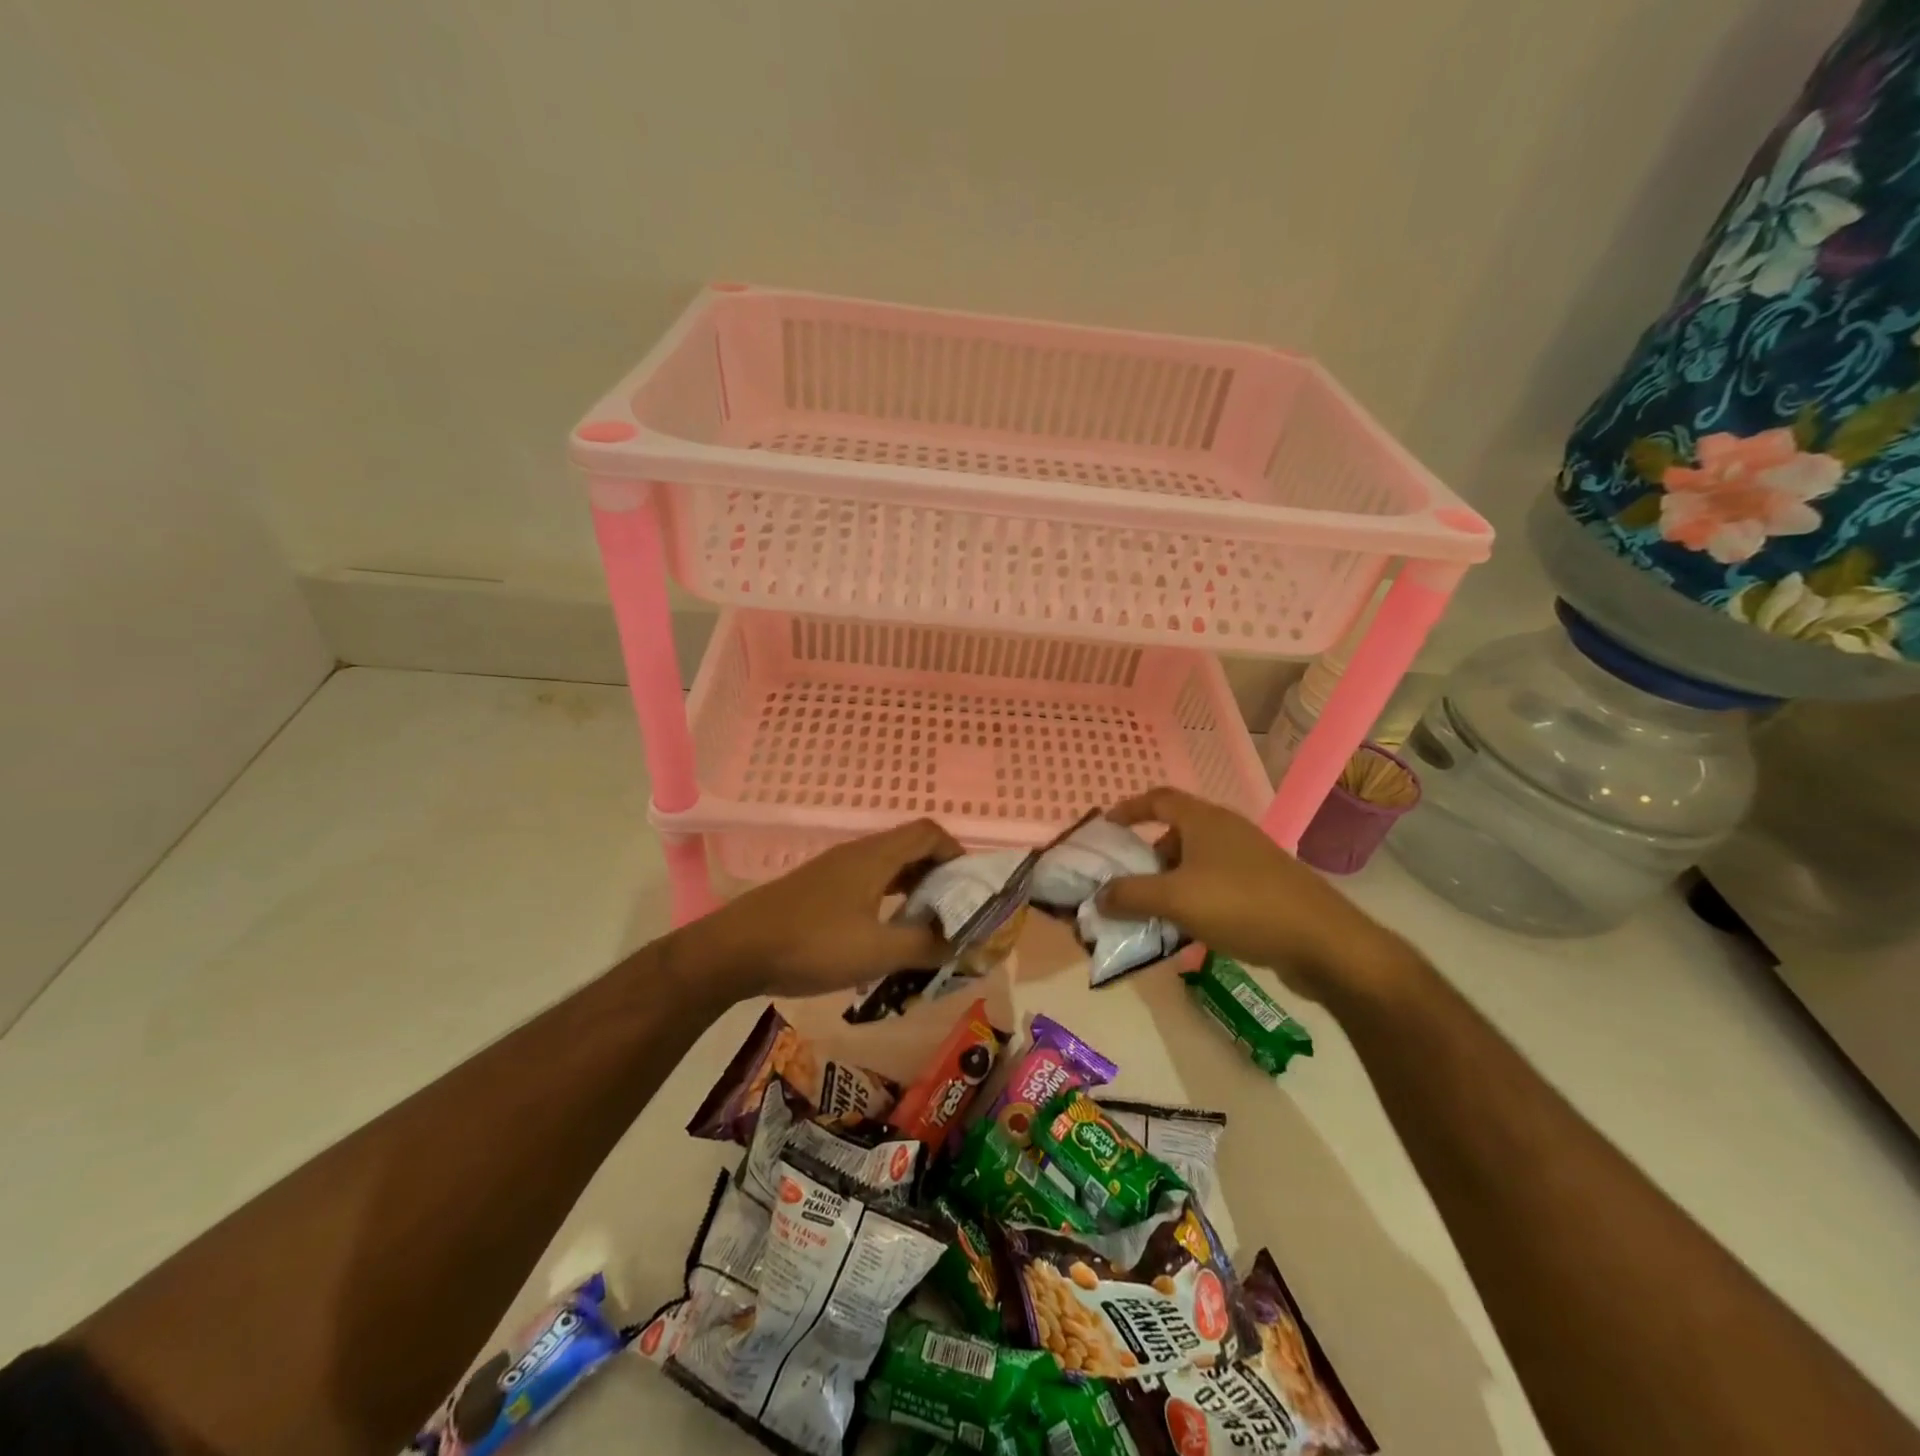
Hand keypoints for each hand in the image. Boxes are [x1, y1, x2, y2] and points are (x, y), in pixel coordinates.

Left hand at [674, 818, 963, 1001]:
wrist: (734, 951)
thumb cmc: (811, 944)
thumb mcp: (877, 951)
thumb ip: (926, 947)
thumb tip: (968, 945)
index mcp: (875, 857)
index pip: (929, 833)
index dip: (958, 854)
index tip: (972, 889)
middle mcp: (857, 854)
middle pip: (911, 847)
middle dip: (940, 875)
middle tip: (956, 911)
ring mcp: (834, 870)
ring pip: (888, 867)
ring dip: (913, 889)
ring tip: (928, 925)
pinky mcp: (818, 889)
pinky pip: (867, 882)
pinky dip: (888, 898)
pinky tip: (885, 932)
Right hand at [1099, 787, 1413, 1004]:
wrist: (1322, 942)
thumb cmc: (1241, 906)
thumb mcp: (1175, 899)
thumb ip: (1130, 895)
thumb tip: (1099, 896)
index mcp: (1204, 820)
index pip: (1158, 799)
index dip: (1129, 809)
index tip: (1105, 828)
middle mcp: (1227, 831)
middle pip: (1176, 832)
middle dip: (1148, 856)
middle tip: (1128, 883)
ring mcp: (1250, 858)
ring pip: (1197, 861)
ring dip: (1171, 882)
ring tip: (1155, 912)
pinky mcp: (1266, 887)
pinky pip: (1217, 884)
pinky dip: (1196, 898)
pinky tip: (1191, 930)